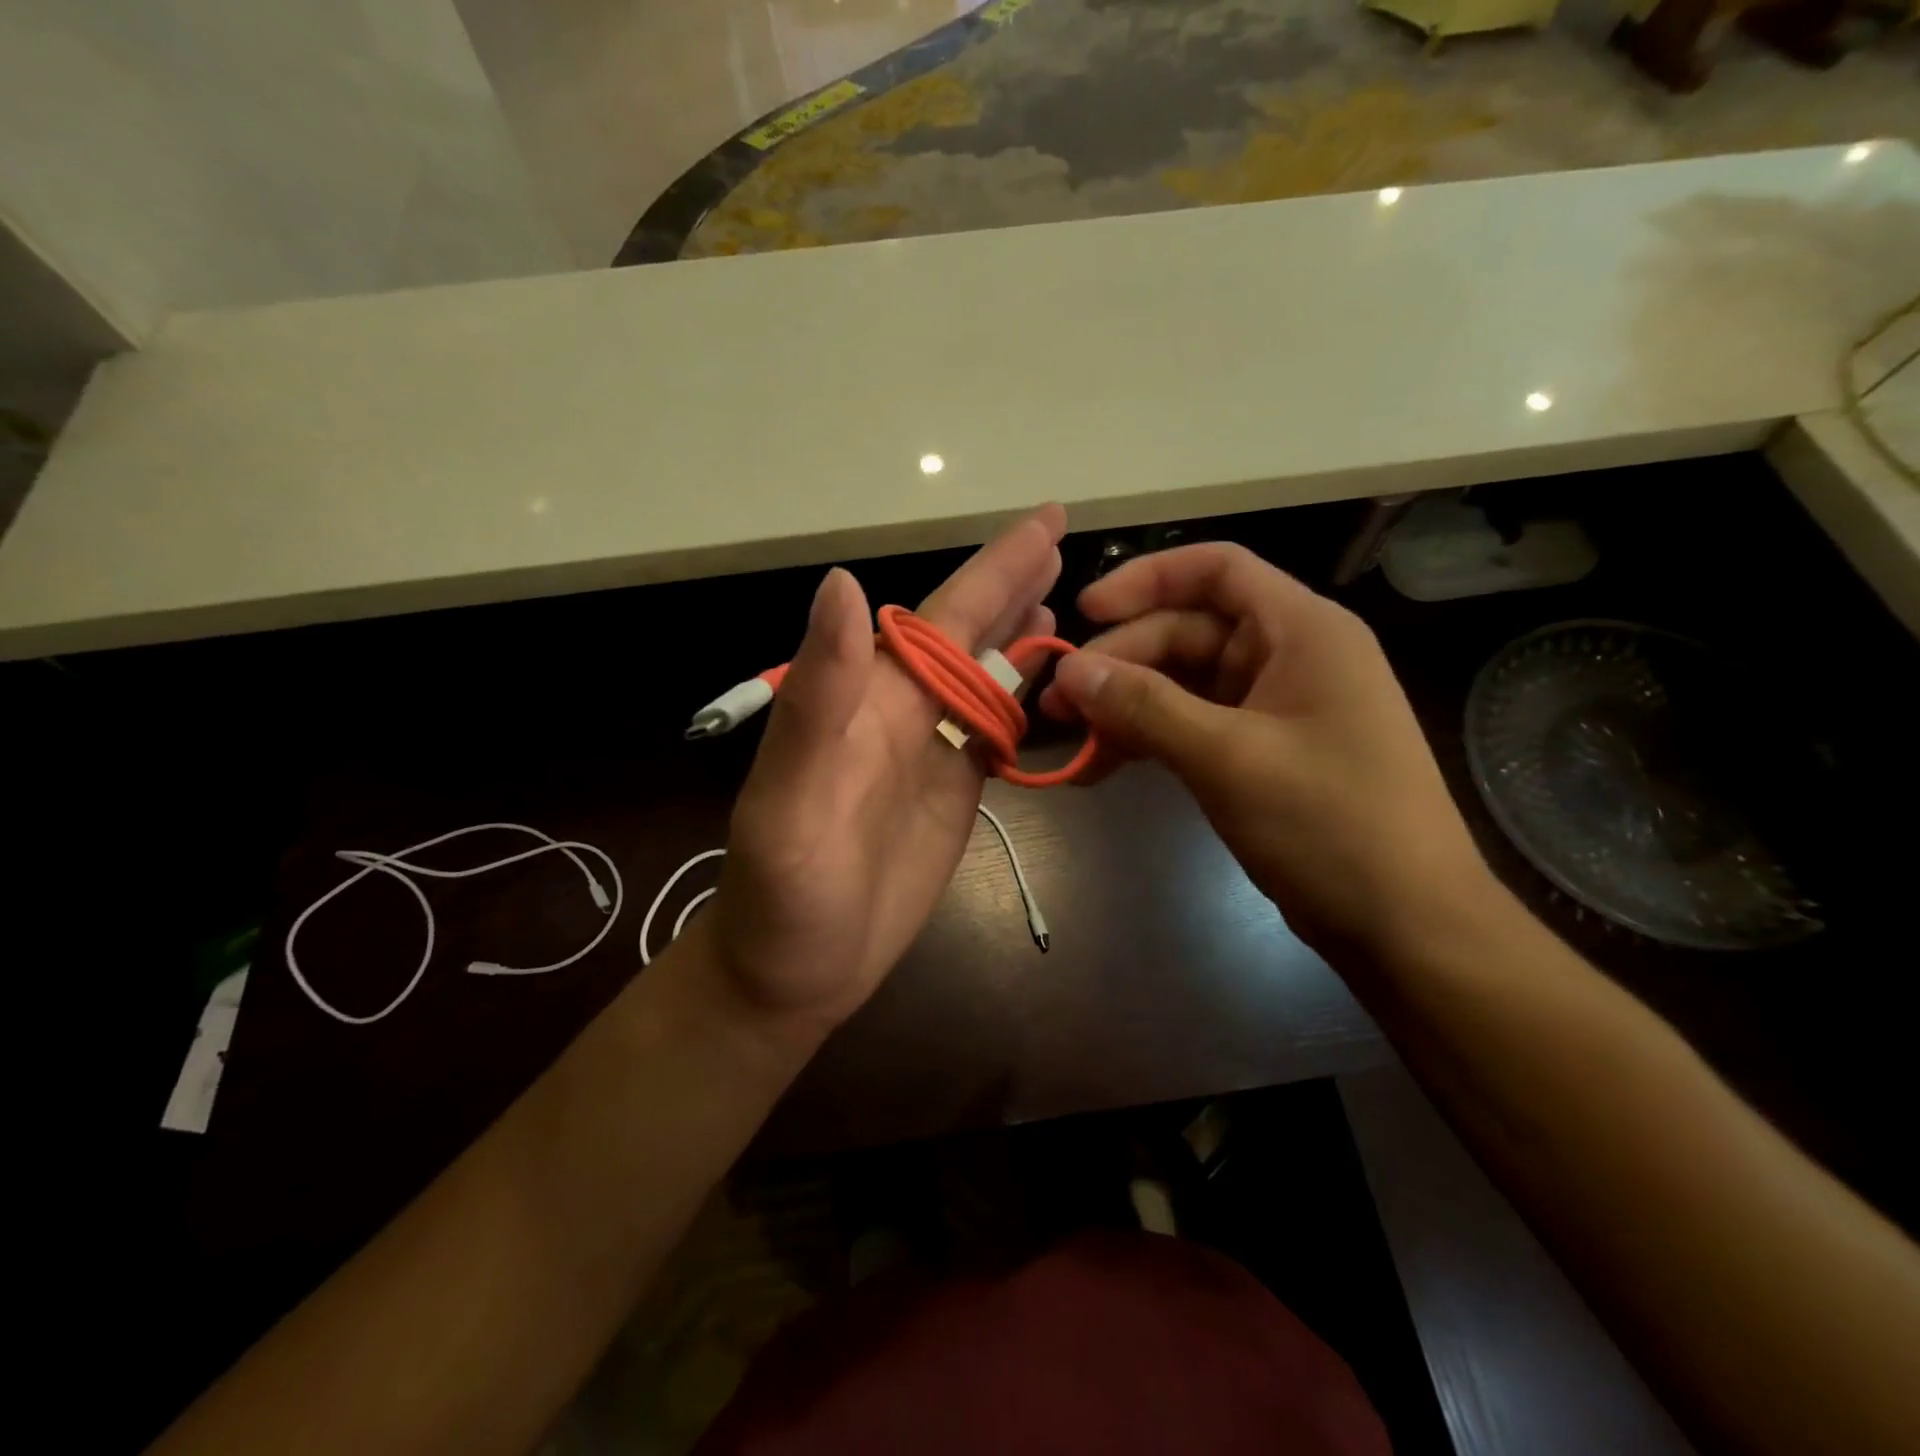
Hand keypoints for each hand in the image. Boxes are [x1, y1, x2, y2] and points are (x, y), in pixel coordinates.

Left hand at [710, 506, 1065, 1033]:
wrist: (791, 973)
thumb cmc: (784, 895)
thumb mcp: (790, 797)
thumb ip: (819, 696)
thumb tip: (845, 584)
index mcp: (869, 700)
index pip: (940, 617)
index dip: (993, 568)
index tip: (1046, 521)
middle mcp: (903, 713)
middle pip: (969, 636)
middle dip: (1013, 585)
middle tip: (1064, 541)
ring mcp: (931, 754)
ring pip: (985, 678)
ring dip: (1020, 636)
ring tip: (1061, 599)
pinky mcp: (952, 794)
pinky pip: (995, 733)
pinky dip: (1024, 701)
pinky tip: (1045, 683)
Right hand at [1042, 542, 1492, 961]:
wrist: (1405, 925)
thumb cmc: (1331, 825)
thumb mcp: (1229, 758)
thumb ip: (1145, 707)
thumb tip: (1069, 669)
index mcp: (1302, 630)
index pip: (1217, 571)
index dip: (1146, 579)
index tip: (1085, 613)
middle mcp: (1288, 657)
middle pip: (1187, 632)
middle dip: (1120, 662)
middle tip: (1059, 701)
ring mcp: (1273, 708)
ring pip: (1182, 684)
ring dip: (1125, 706)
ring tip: (1070, 738)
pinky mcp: (1259, 753)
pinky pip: (1191, 727)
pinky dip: (1148, 741)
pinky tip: (1102, 767)